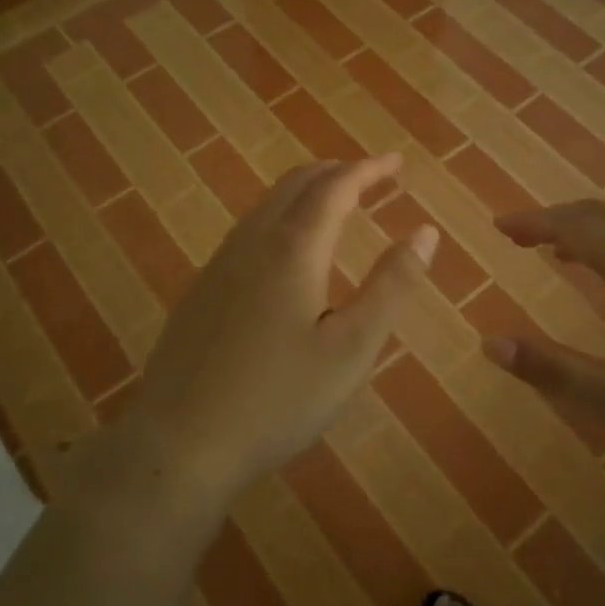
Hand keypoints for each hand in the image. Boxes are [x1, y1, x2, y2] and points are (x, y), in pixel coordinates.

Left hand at [122, 155, 436, 507]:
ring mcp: (219, 265)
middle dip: (337, 172)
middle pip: (296, 184)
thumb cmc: (278, 399)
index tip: (396, 163)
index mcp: (293, 249)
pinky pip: (248, 231)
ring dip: (306, 192)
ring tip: (335, 203)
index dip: (369, 170)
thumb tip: (425, 232)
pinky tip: (286, 251)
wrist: (179, 442)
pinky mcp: (200, 290)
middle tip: (371, 178)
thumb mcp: (352, 349)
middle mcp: (252, 242)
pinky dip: (280, 217)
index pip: (336, 187)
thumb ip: (391, 286)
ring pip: (267, 205)